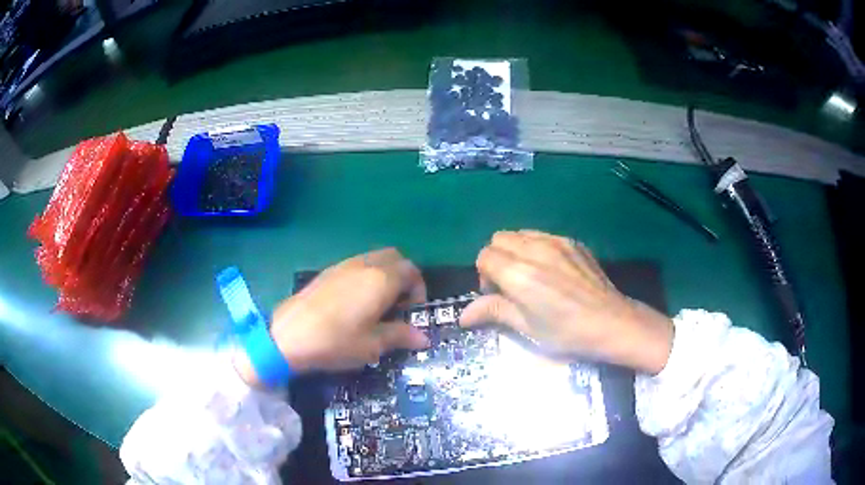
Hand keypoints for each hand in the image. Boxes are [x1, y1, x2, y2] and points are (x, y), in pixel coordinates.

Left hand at [235, 249, 429, 384]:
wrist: (288, 336)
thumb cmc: (335, 342)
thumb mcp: (372, 345)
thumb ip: (400, 336)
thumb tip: (424, 338)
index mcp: (380, 280)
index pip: (411, 271)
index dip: (419, 288)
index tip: (413, 311)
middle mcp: (364, 265)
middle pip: (395, 257)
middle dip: (404, 275)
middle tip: (400, 303)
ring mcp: (343, 265)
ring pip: (374, 258)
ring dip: (384, 274)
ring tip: (378, 304)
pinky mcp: (327, 271)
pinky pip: (356, 264)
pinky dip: (366, 275)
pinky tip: (355, 302)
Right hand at [460, 230, 673, 373]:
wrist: (611, 321)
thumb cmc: (566, 332)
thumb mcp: (527, 327)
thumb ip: (494, 312)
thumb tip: (462, 315)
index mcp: (519, 274)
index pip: (484, 257)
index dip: (484, 276)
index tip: (496, 295)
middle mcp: (534, 249)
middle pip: (499, 239)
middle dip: (496, 259)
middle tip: (509, 284)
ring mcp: (556, 241)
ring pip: (520, 233)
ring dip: (515, 251)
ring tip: (529, 275)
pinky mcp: (572, 241)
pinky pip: (542, 235)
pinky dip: (535, 248)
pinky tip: (551, 271)